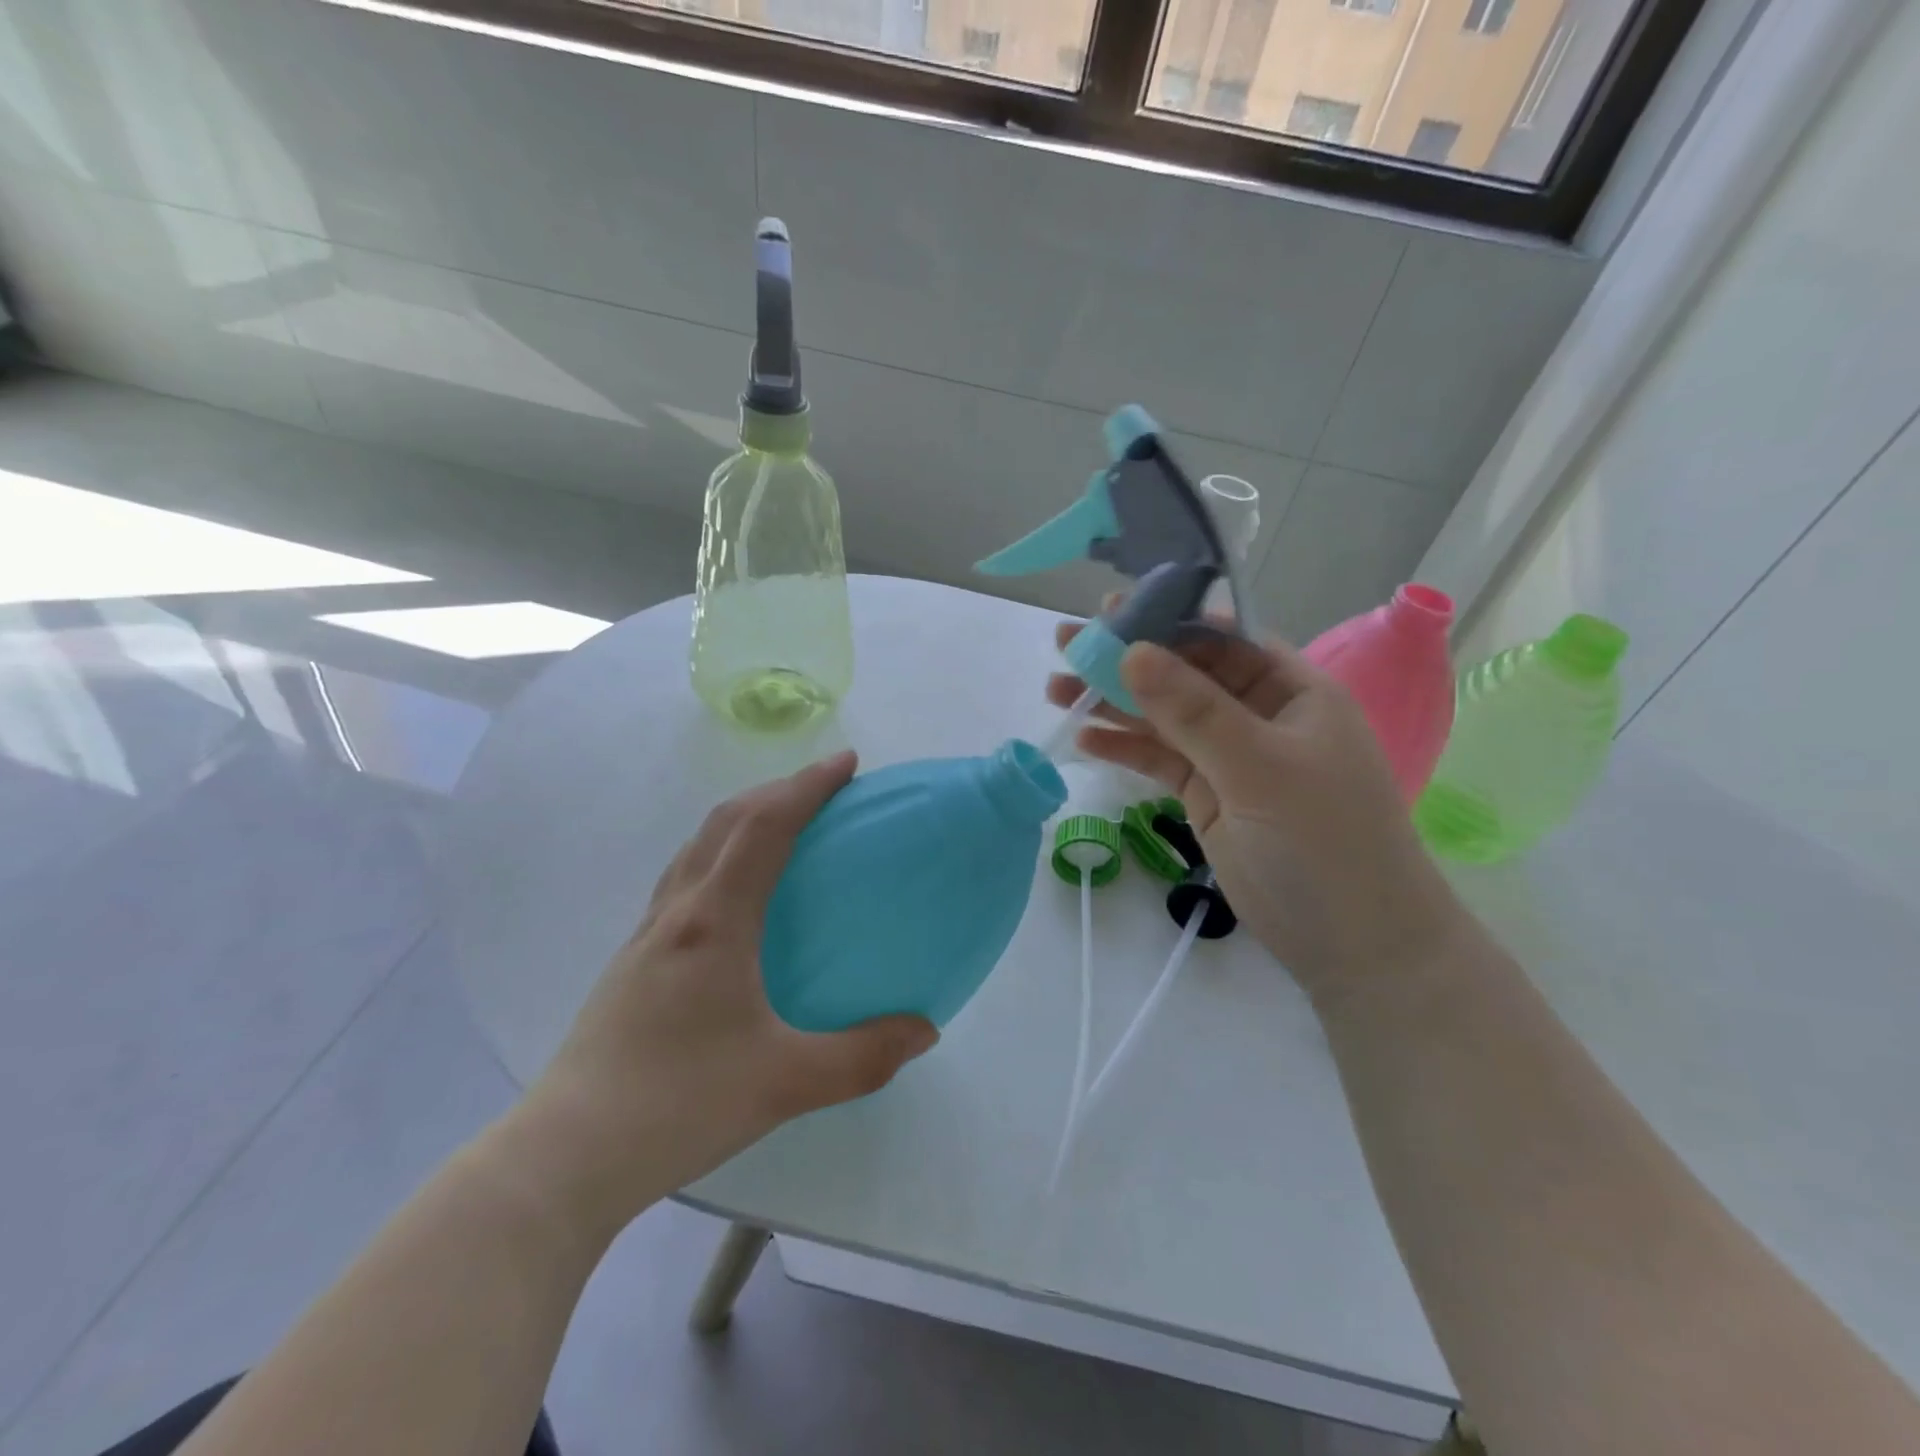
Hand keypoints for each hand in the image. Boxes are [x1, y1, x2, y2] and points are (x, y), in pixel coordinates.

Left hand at [515, 752, 937, 1233]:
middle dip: (777, 790)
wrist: (565, 1156)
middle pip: (725, 822)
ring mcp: (647, 935)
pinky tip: (739, 898)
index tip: (847, 763)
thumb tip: (925, 1032)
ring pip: (697, 847)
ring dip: (744, 819)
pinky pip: (684, 879)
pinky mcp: (634, 962)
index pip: (764, 827)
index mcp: (714, 922)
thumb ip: (864, 1057)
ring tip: (785, 827)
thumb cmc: (678, 1106)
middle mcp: (677, 912)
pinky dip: (721, 855)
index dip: (807, 786)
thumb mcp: (786, 1085)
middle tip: (825, 789)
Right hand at [1047, 627, 1467, 1005]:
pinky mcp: (1207, 795)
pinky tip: (1085, 740)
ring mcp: (1230, 757)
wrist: (1353, 943)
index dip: (1166, 622)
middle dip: (1126, 661)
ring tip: (1057, 691)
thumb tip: (1131, 651)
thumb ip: (1194, 711)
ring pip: (1164, 718)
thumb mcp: (1260, 768)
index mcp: (1291, 689)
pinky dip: (1125, 749)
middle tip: (1066, 646)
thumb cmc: (1324, 840)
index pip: (1222, 639)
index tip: (1110, 613)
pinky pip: (1160, 760)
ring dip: (1114, 705)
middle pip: (1183, 675)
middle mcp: (1259, 714)